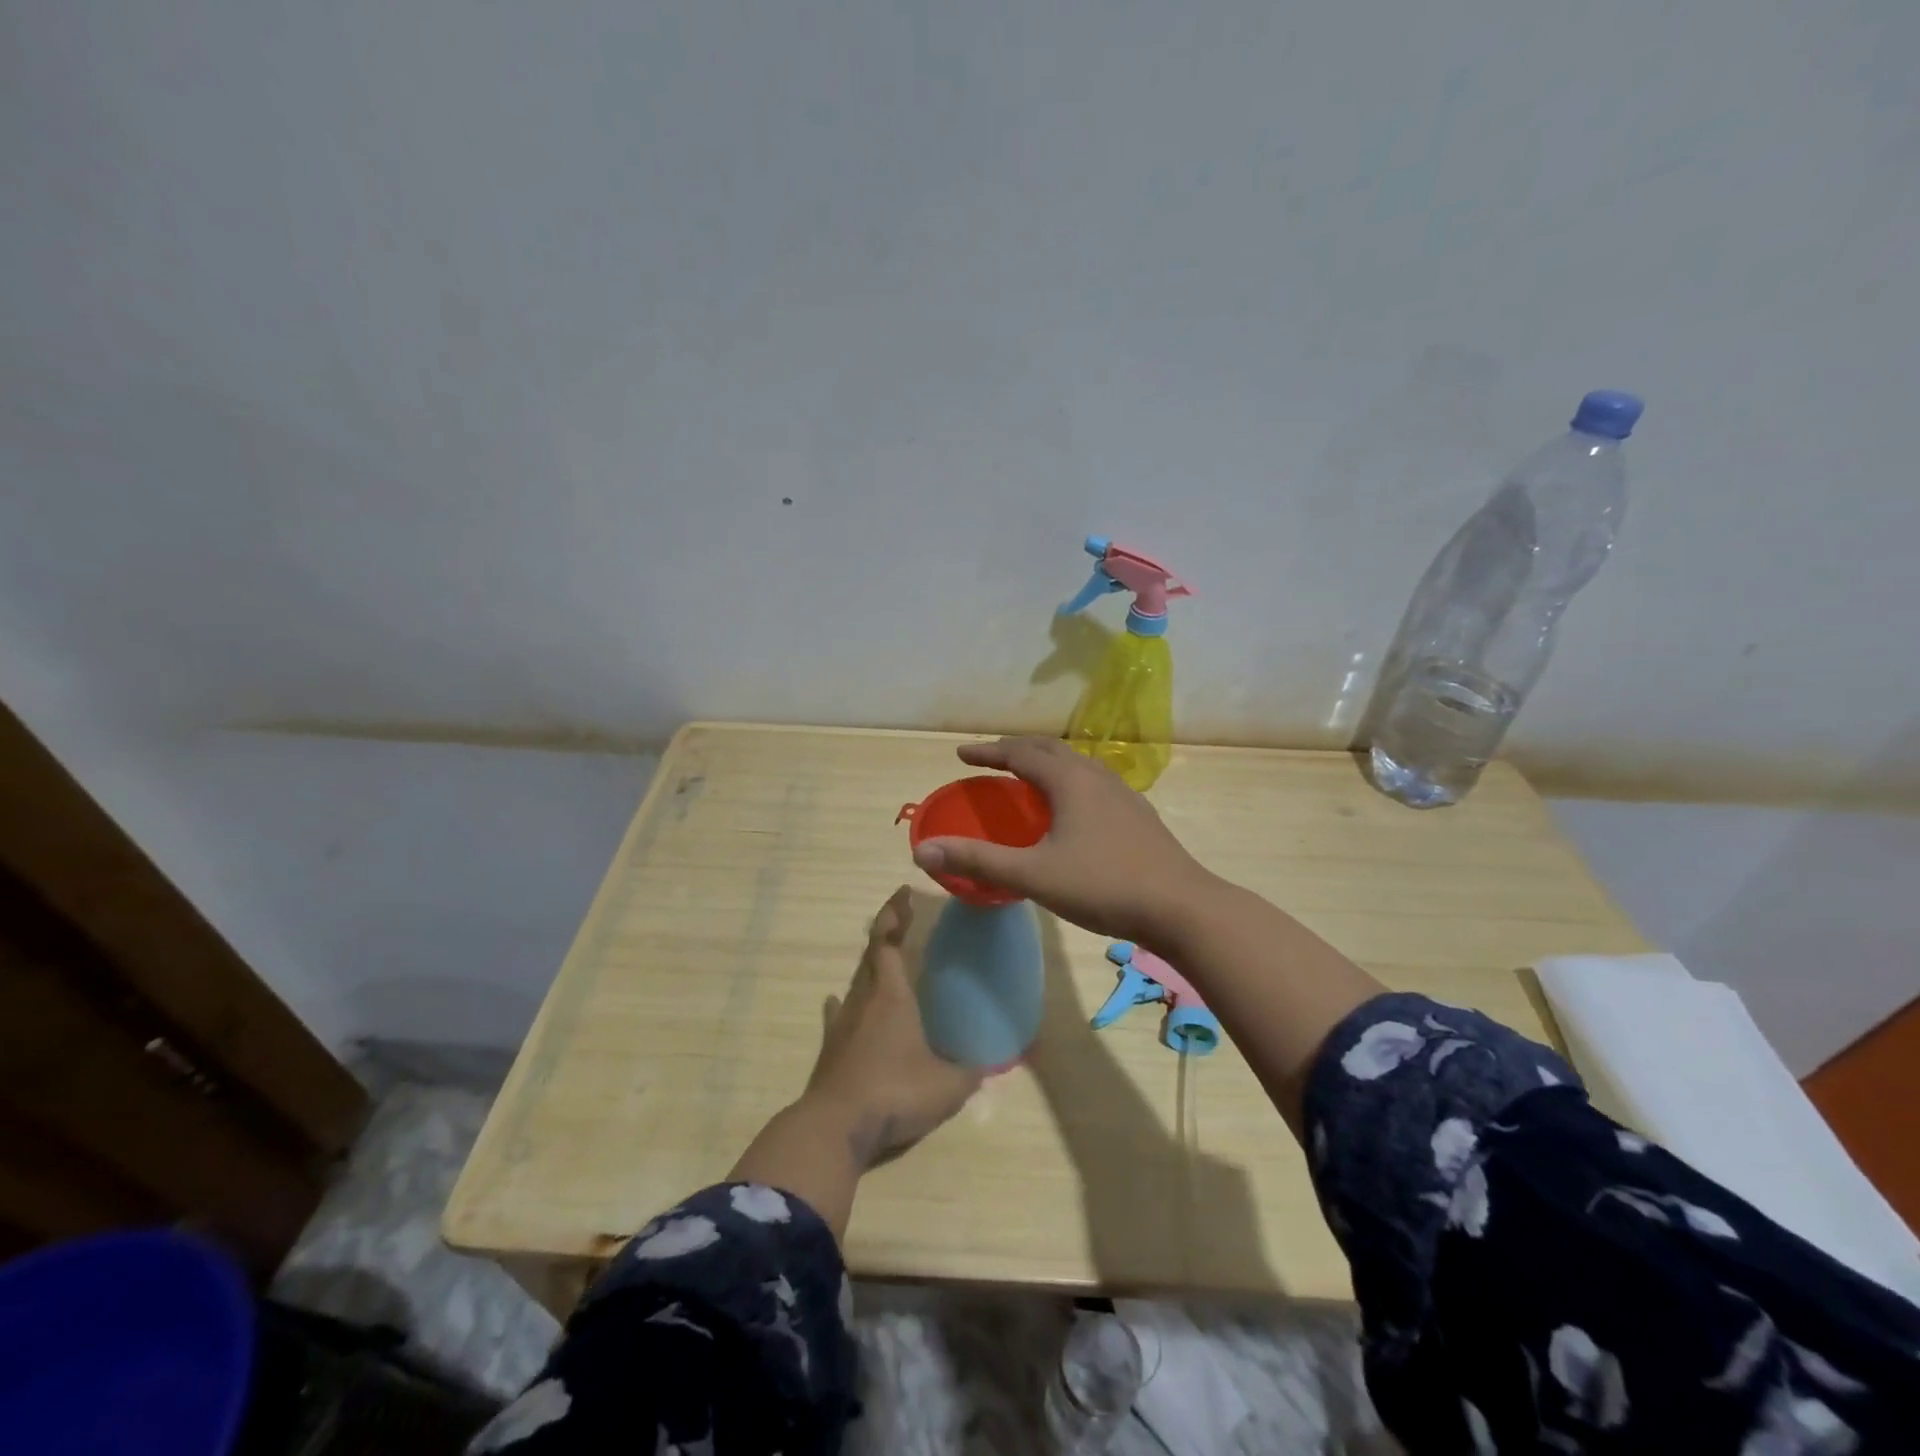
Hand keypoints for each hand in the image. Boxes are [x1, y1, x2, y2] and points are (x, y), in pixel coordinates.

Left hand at [802, 886, 981, 1167]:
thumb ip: (971, 1072)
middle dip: (886, 931)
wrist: (836, 1128)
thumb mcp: (947, 1087)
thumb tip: (991, 1064)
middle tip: (902, 919)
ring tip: (884, 961)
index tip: (903, 892)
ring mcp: (842, 1023)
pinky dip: (844, 1003)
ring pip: (856, 981)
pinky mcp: (830, 1048)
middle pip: (871, 954)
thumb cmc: (895, 1092)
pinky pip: (838, 1013)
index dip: (894, 913)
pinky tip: (839, 1003)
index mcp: (891, 994)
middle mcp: (864, 999)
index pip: (888, 940)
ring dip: (870, 966)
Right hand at [910, 737, 1211, 946]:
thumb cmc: (1103, 886)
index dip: (987, 752)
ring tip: (1026, 778)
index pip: (1019, 753)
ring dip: (1045, 762)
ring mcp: (1122, 794)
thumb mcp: (1033, 875)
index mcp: (1069, 781)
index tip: (961, 754)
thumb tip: (923, 851)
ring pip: (1076, 764)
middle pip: (1049, 749)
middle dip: (1015, 749)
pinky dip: (1068, 781)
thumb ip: (978, 861)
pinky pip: (1093, 782)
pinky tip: (1071, 809)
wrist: (1181, 907)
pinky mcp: (1137, 815)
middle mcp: (1095, 776)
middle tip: (989, 758)